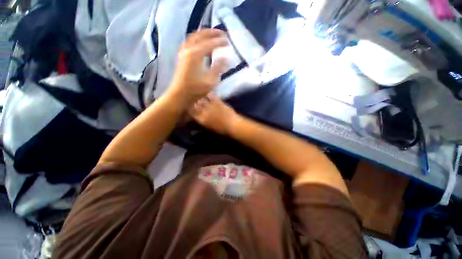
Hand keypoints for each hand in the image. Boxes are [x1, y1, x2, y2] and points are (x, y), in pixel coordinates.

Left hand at [167, 29, 227, 104]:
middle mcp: (188, 50)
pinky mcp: (181, 57)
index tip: (228, 42)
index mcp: (195, 55)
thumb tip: (226, 59)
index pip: (210, 44)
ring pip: (194, 37)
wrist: (180, 94)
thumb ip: (218, 68)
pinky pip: (189, 42)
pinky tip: (200, 43)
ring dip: (203, 34)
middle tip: (222, 33)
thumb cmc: (195, 90)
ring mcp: (183, 53)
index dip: (220, 42)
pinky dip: (196, 39)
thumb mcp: (210, 81)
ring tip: (212, 35)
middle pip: (200, 35)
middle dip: (212, 33)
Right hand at [189, 93, 240, 135]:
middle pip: (195, 103)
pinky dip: (209, 93)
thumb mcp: (210, 128)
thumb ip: (203, 121)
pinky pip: (211, 95)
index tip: (188, 105)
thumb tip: (199, 117)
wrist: (232, 125)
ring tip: (198, 93)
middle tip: (192, 98)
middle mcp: (204, 111)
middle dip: (193, 100)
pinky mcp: (218, 101)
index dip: (188, 107)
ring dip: (200, 96)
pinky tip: (208, 91)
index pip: (191, 111)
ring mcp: (211, 105)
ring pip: (202, 98)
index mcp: (201, 119)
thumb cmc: (222, 130)